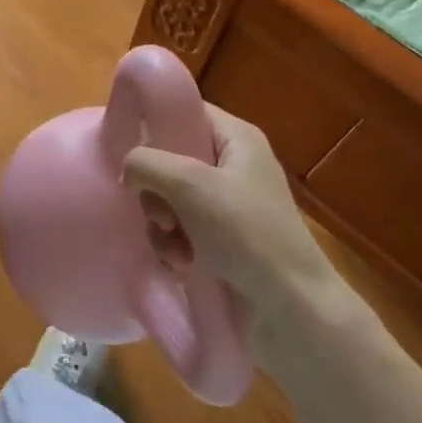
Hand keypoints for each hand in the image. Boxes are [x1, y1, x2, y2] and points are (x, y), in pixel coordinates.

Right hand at [121, 106, 348, 342]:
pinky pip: (183, 231)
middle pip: (173, 159)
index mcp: (237, 139)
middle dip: (156, 189)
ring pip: (172, 199)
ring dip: (162, 224)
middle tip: (160, 212)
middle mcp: (234, 166)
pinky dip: (176, 246)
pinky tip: (181, 264)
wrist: (293, 310)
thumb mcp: (189, 184)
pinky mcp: (226, 243)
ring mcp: (231, 207)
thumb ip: (146, 163)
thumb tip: (128, 171)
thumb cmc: (246, 233)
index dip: (156, 126)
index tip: (131, 151)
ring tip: (173, 246)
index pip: (187, 112)